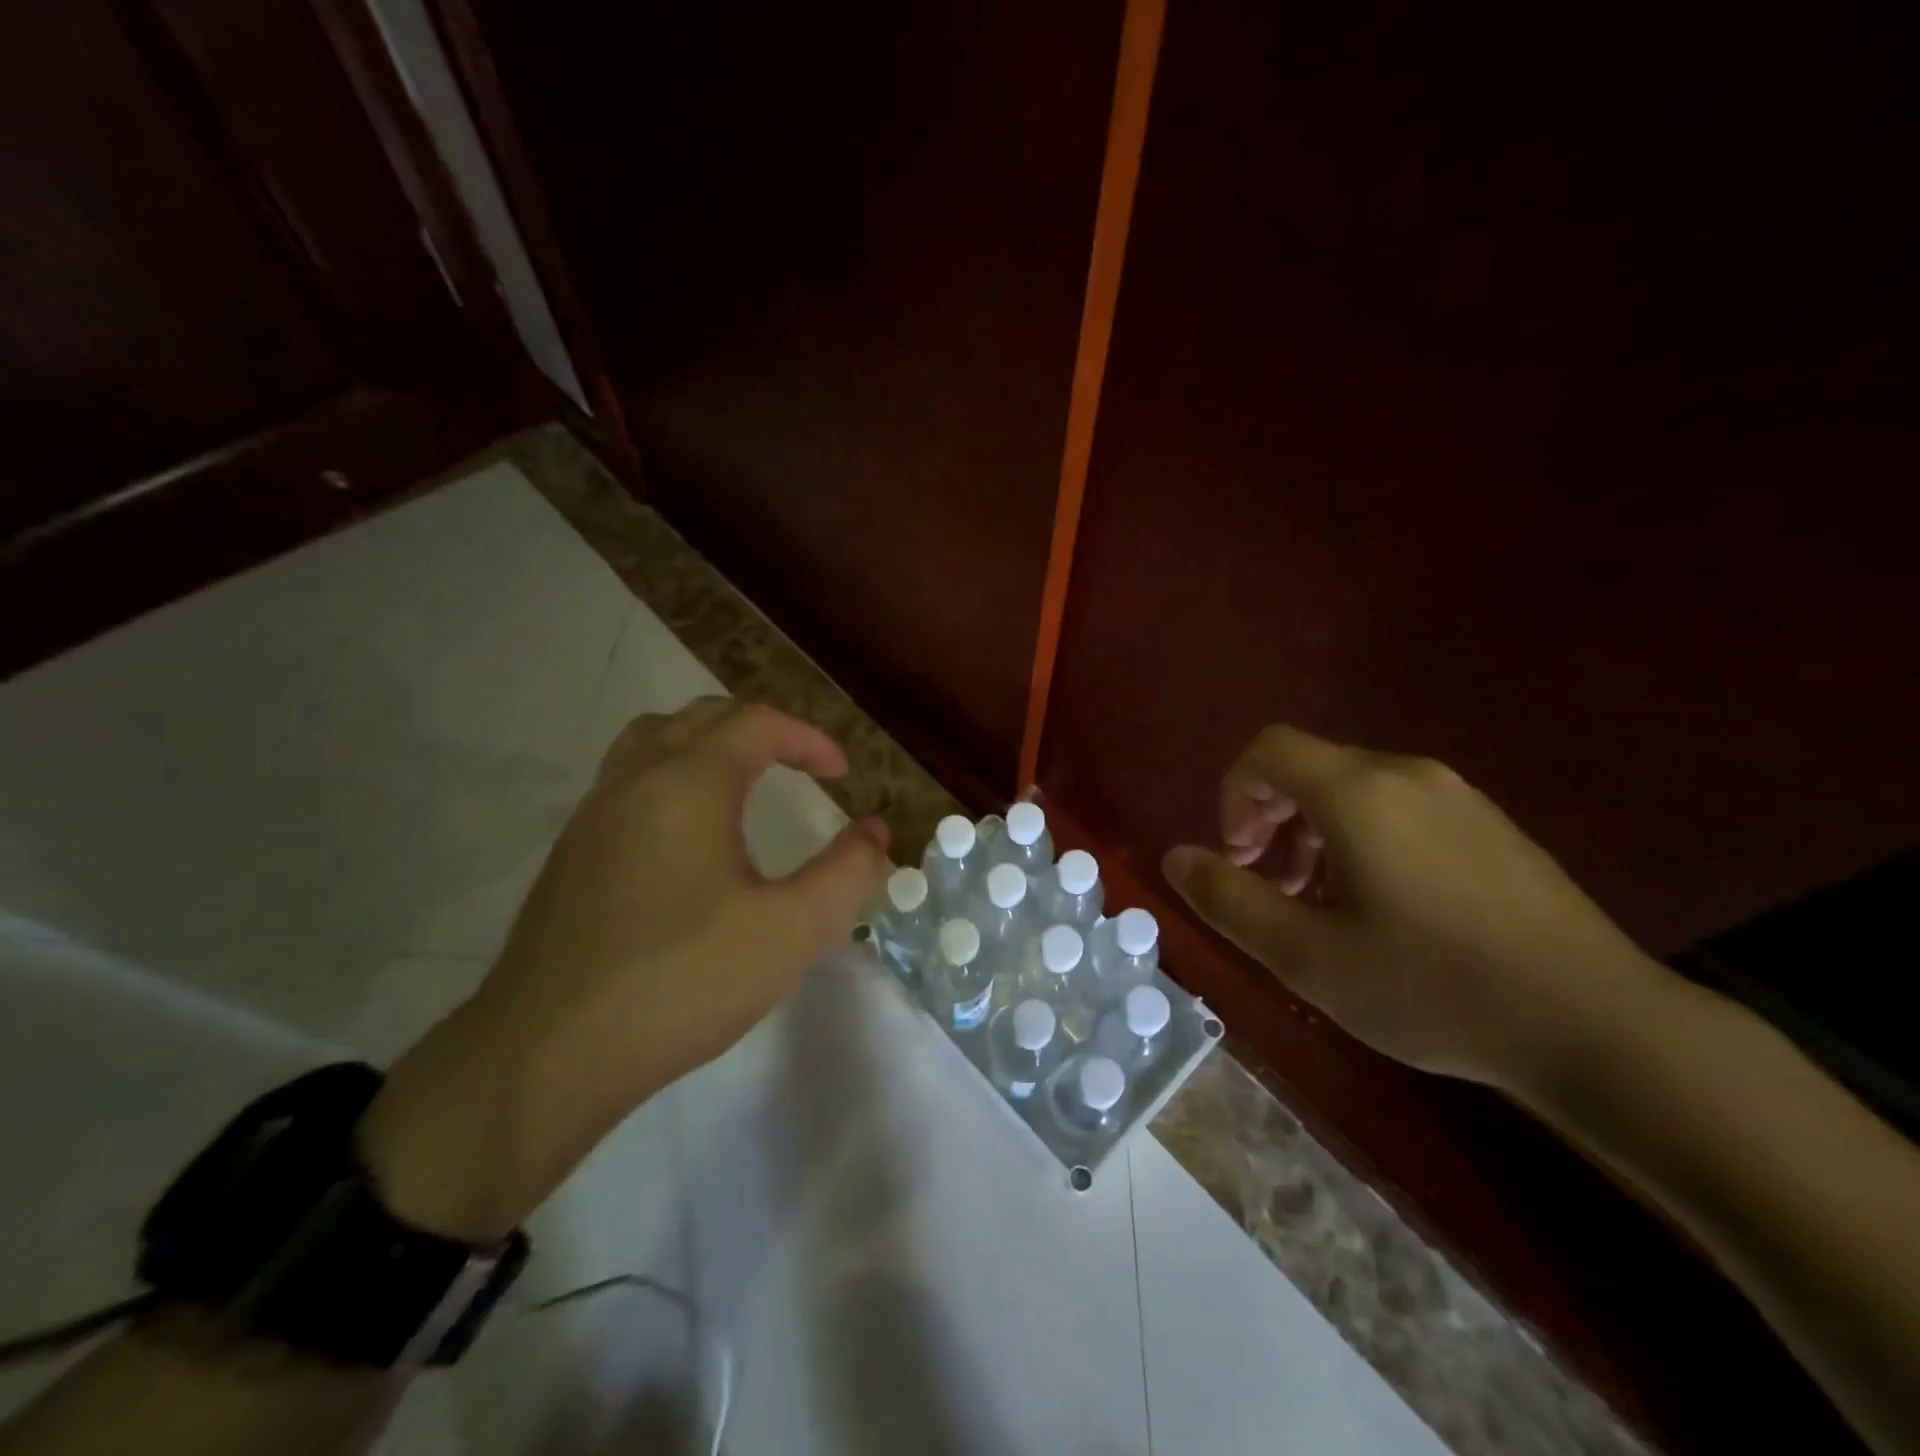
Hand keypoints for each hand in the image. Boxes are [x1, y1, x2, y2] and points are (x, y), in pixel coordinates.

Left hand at [360, 699, 889, 1237]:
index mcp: (688, 783)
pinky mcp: (571, 855)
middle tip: (799, 766)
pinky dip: (671, 776)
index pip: (757, 724)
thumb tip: (874, 832)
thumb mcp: (790, 930)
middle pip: (701, 718)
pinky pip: (627, 781)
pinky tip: (687, 836)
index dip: (808, 739)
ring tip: (743, 781)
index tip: (842, 774)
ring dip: (707, 744)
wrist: (545, 1055)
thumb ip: (846, 873)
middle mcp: (634, 780)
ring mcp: (593, 816)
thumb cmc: (681, 981)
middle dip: (760, 730)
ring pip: (653, 741)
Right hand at [1162, 724, 1666, 1095]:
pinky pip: (1400, 809)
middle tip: (1271, 889)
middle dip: (1270, 820)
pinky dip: (1363, 840)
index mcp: (1359, 793)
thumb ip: (1228, 899)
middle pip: (1309, 768)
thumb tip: (1176, 856)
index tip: (1240, 859)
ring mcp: (1458, 797)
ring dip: (1313, 834)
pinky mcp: (1492, 826)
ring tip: (1320, 905)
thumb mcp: (1306, 956)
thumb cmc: (1432, 987)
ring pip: (1354, 790)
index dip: (1234, 796)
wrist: (1598, 1026)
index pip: (1267, 751)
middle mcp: (1407, 775)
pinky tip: (1384, 910)